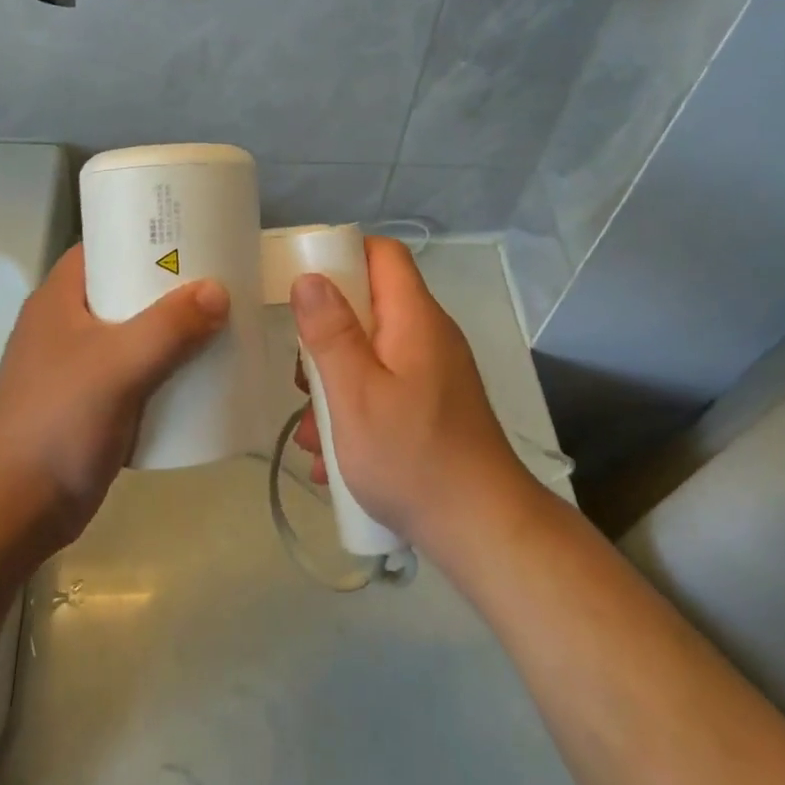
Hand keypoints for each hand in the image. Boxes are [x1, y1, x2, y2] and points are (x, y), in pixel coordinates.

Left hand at [0, 244, 227, 550]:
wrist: (12, 511)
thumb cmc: (57, 421)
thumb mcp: (117, 365)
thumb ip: (169, 327)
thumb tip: (219, 291)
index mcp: (61, 298)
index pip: (106, 245)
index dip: (146, 233)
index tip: (195, 231)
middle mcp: (70, 324)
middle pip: (129, 288)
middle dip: (174, 285)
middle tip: (225, 276)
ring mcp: (81, 366)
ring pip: (139, 332)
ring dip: (177, 329)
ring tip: (225, 319)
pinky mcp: (95, 403)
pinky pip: (142, 372)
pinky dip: (170, 368)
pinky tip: (205, 372)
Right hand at [289, 237, 531, 552]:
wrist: (482, 530)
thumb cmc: (412, 457)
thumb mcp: (356, 394)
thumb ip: (330, 333)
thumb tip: (309, 277)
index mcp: (414, 318)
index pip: (382, 254)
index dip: (342, 257)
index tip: (302, 285)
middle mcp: (429, 336)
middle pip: (370, 308)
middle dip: (327, 341)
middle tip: (302, 379)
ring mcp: (434, 373)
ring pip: (372, 356)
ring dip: (335, 388)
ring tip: (312, 436)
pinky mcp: (433, 407)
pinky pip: (386, 391)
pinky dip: (357, 414)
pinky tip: (333, 459)